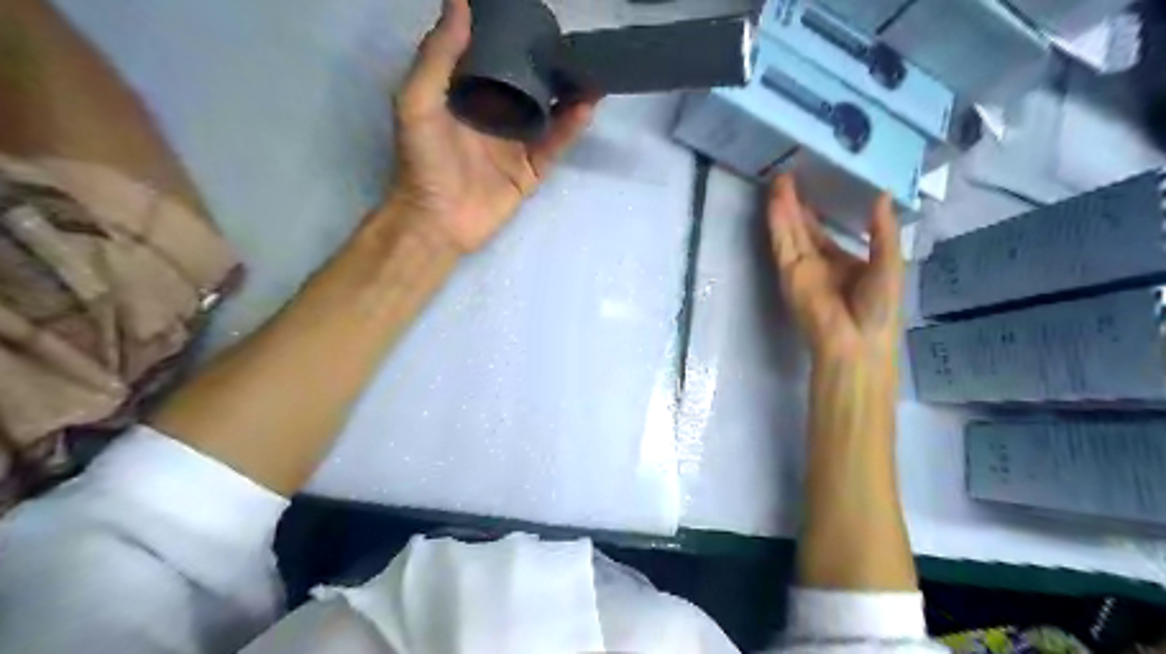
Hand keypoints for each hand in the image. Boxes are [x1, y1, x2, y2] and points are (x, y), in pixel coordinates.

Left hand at [387, 0, 600, 252]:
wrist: (436, 221)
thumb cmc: (422, 160)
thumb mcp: (418, 101)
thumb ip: (438, 55)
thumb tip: (460, 0)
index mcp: (466, 96)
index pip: (493, 60)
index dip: (513, 40)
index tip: (536, 19)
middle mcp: (494, 117)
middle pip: (527, 86)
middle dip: (549, 66)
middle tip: (572, 45)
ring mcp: (515, 145)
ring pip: (547, 114)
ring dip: (568, 95)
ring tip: (590, 71)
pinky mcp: (530, 171)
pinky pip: (554, 146)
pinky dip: (570, 128)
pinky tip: (586, 107)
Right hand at [772, 177, 904, 360]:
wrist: (856, 341)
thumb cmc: (879, 308)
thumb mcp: (890, 263)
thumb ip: (882, 230)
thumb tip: (881, 195)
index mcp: (845, 265)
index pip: (824, 235)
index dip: (816, 213)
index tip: (812, 189)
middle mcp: (819, 265)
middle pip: (803, 230)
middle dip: (796, 205)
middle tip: (790, 176)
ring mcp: (801, 268)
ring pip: (789, 232)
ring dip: (783, 207)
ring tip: (780, 179)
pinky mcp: (788, 272)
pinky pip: (782, 241)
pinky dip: (778, 220)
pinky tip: (776, 199)